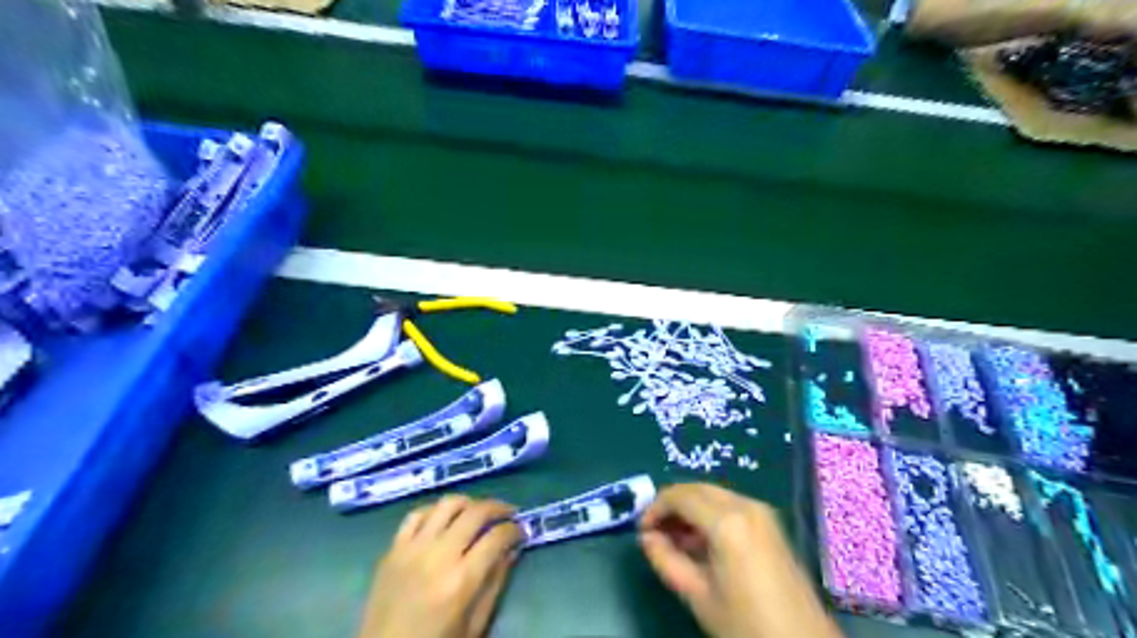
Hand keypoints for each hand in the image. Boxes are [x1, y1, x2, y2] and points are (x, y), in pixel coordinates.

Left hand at [358, 498, 519, 636]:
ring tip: (478, 511)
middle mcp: (438, 556)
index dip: (515, 530)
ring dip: (469, 502)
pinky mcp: (392, 549)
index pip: (497, 537)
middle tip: (508, 513)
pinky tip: (444, 518)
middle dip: (498, 508)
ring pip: (447, 505)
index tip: (521, 531)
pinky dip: (435, 510)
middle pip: (475, 512)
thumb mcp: (474, 626)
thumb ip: (495, 584)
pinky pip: (416, 514)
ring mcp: (412, 549)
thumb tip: (511, 550)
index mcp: (461, 581)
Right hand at [640, 484, 842, 637]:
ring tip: (674, 541)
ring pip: (713, 495)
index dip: (654, 508)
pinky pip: (730, 505)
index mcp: (727, 521)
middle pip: (697, 488)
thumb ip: (666, 560)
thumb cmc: (746, 624)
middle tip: (655, 533)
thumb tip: (646, 537)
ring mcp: (761, 511)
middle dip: (672, 505)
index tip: (641, 530)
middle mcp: (745, 504)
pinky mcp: (770, 523)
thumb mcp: (698, 595)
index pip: (680, 495)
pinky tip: (700, 542)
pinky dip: (708, 515)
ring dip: (689, 509)